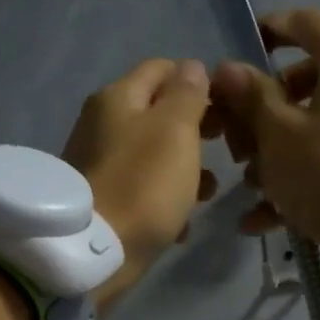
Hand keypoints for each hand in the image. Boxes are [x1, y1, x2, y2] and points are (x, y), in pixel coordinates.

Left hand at [62, 58, 216, 310]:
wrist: (93, 252)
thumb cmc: (143, 184)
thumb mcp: (175, 130)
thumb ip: (187, 95)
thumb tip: (191, 67)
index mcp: (118, 97)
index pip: (162, 69)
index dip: (197, 83)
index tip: (225, 110)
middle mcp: (101, 123)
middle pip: (157, 113)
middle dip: (194, 130)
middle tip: (223, 149)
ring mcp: (98, 162)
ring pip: (153, 153)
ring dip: (184, 169)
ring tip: (207, 193)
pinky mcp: (100, 198)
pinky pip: (141, 188)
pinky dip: (163, 199)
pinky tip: (180, 224)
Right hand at [203, 10, 319, 254]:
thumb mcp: (279, 134)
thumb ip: (250, 98)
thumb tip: (228, 68)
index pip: (302, 21)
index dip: (266, 31)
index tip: (237, 56)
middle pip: (303, 80)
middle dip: (261, 113)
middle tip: (237, 145)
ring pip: (316, 122)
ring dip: (277, 151)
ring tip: (251, 188)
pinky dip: (303, 175)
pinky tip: (266, 218)